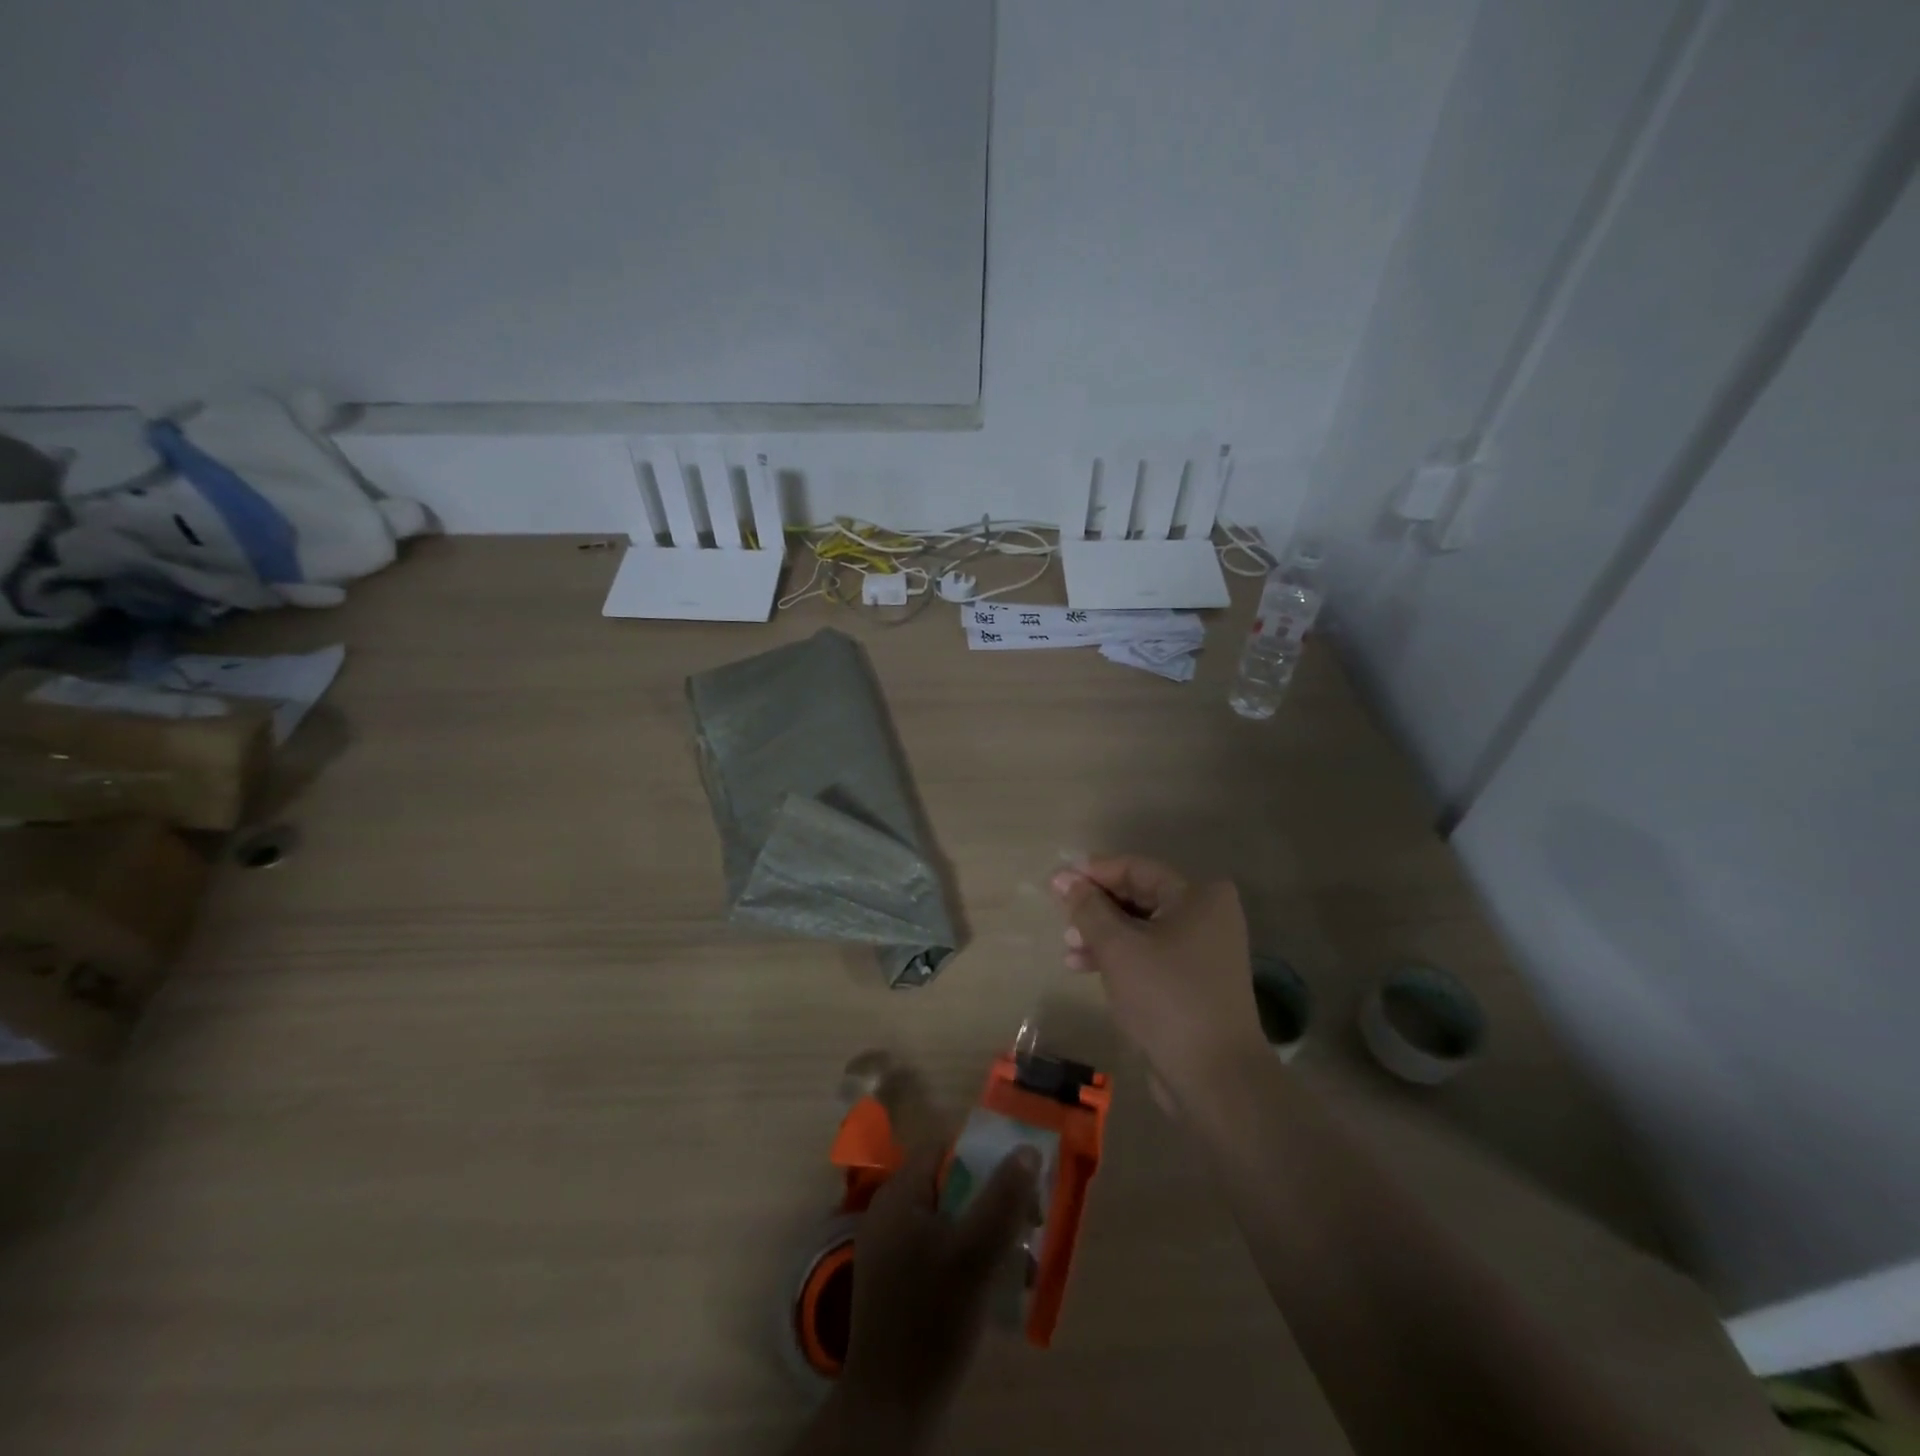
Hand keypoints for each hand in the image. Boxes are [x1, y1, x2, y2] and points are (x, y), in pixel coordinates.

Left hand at [834, 1142, 1039, 1444]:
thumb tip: (1027, 1150)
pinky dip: (968, 1260)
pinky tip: (997, 1287)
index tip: (1020, 1183)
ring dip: (986, 1234)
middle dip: (992, 1201)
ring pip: (948, 1222)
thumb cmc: (932, 1317)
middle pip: (949, 1185)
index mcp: (899, 1194)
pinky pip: (938, 1252)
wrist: (891, 1407)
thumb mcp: (976, 1253)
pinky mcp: (896, 1284)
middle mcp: (889, 1213)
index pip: (945, 1150)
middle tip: (1028, 1226)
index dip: (984, 1158)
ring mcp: (890, 1250)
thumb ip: (1003, 1198)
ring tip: (1022, 1263)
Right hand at [1052, 856, 1265, 1096]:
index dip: (1093, 872)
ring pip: (1140, 928)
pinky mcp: (1192, 982)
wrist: (1214, 1077)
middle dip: (1096, 907)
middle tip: (1061, 917)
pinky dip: (1118, 957)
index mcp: (1198, 896)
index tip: (1056, 882)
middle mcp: (1206, 916)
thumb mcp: (1118, 947)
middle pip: (1138, 897)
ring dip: (1101, 935)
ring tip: (1067, 949)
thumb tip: (1063, 877)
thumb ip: (1088, 908)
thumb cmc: (1166, 998)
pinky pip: (1148, 955)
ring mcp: (1202, 951)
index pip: (1136, 868)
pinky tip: (1084, 967)